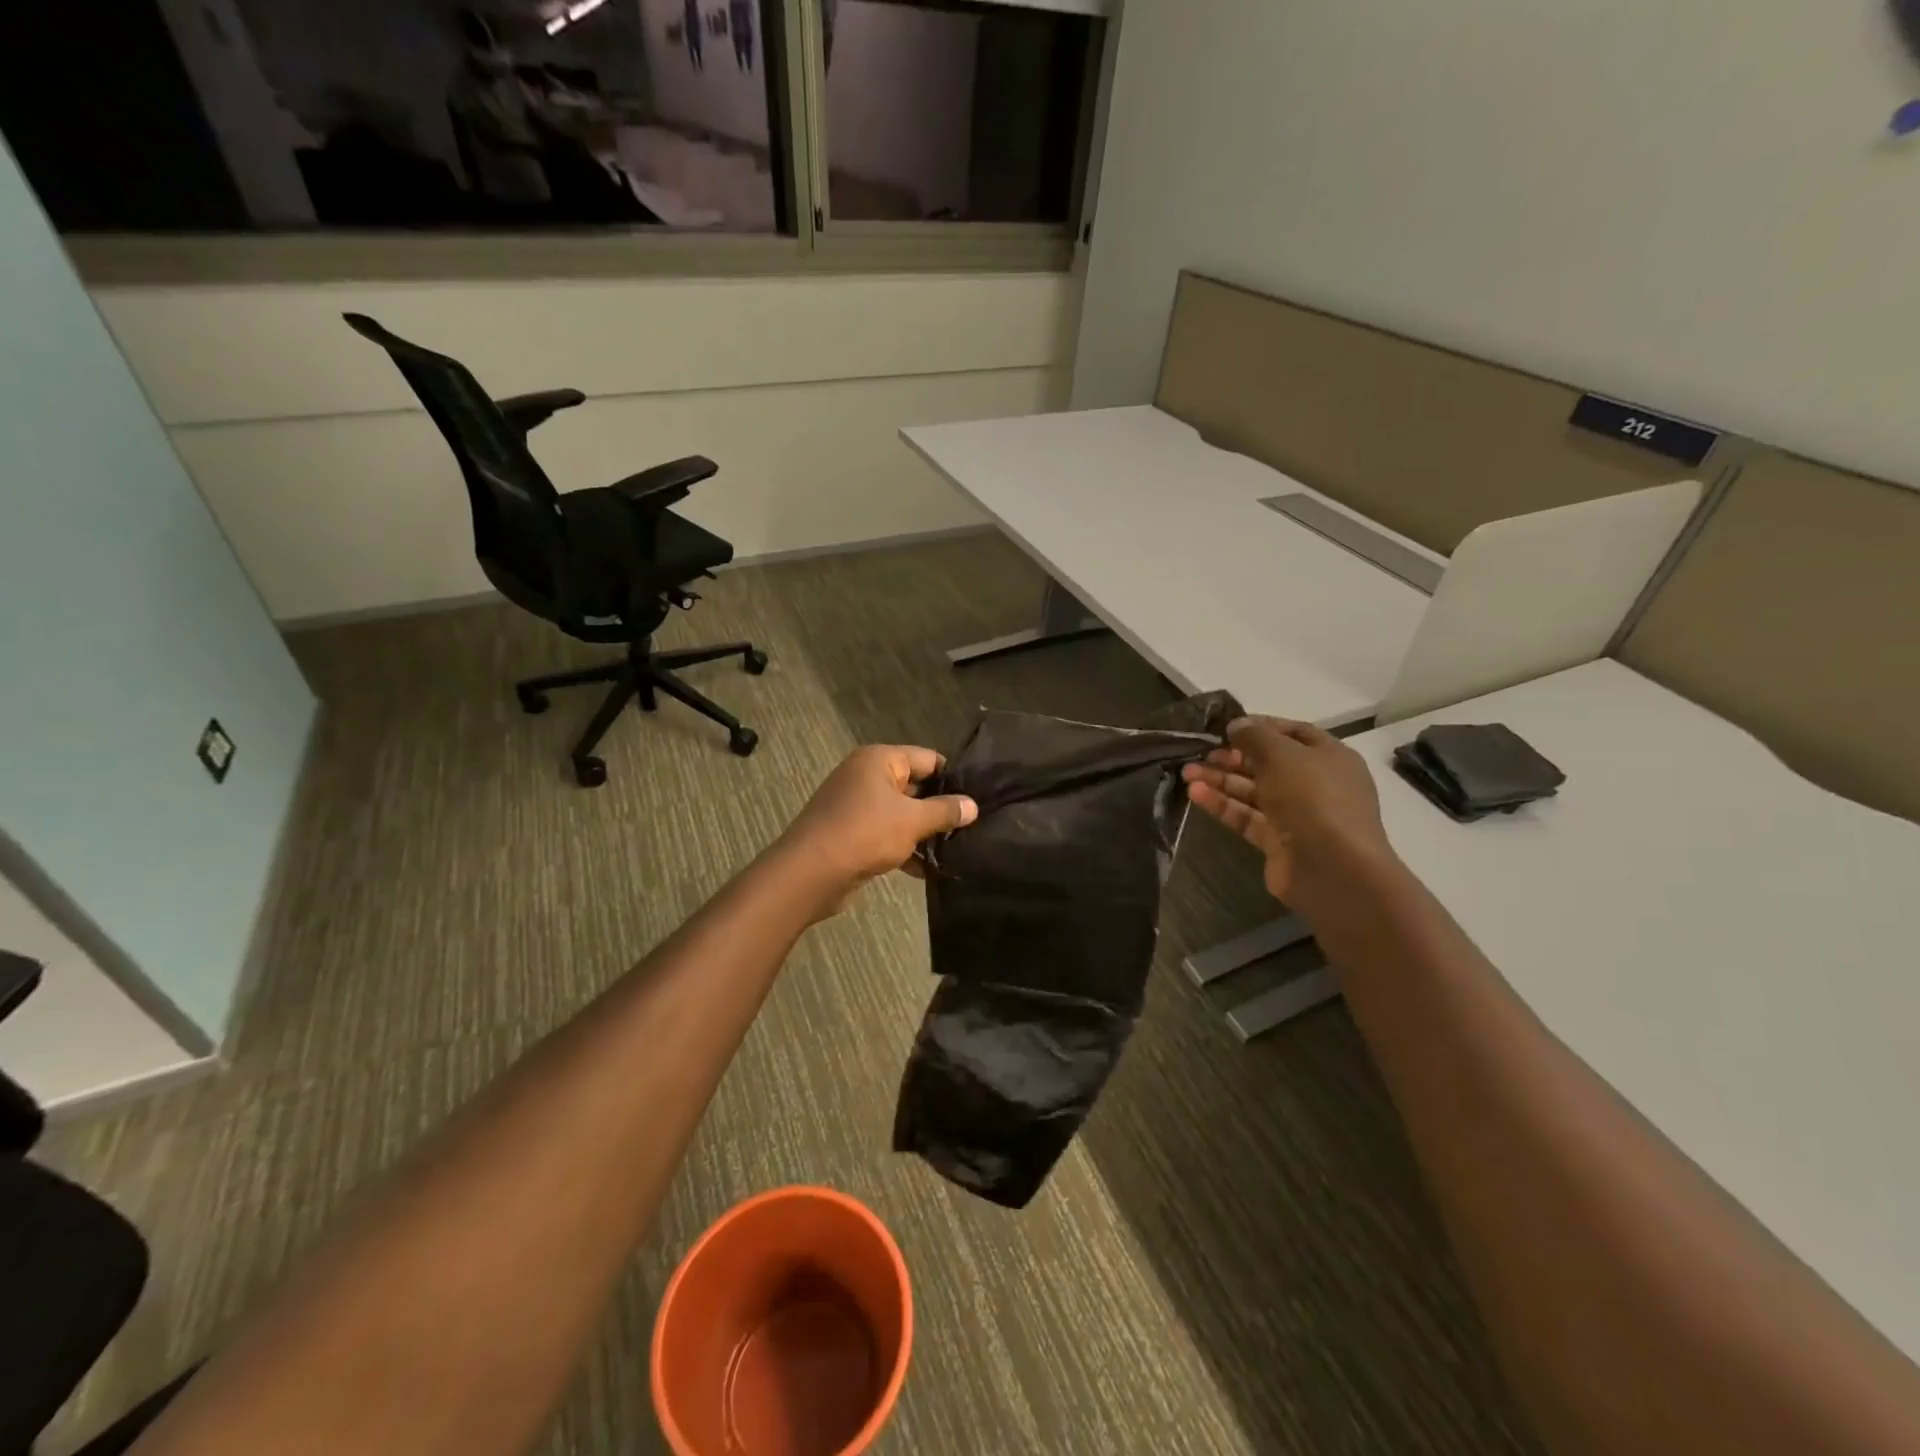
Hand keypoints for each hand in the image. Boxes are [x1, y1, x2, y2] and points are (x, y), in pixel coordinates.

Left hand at [778, 746, 977, 909]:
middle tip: (972, 827)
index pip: (928, 759)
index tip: (978, 798)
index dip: (953, 777)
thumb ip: (945, 811)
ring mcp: (856, 804)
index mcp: (879, 760)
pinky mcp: (851, 832)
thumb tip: (973, 805)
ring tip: (957, 850)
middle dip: (940, 807)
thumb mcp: (912, 820)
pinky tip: (928, 870)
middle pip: (914, 786)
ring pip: (901, 813)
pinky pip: (886, 834)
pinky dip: (905, 848)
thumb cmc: (864, 834)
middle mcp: (866, 776)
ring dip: (924, 832)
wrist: (809, 873)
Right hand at [1183, 717, 1395, 908]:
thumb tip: (1236, 725)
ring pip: (1253, 791)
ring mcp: (1297, 814)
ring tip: (1187, 773)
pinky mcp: (1278, 841)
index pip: (1292, 732)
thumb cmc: (1312, 798)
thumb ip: (1254, 736)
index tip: (1226, 727)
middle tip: (1201, 752)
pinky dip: (1223, 805)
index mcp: (1329, 756)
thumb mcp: (1281, 754)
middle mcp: (1315, 783)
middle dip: (1232, 756)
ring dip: (1221, 780)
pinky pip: (1247, 817)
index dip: (1260, 727)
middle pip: (1268, 763)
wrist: (1332, 868)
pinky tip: (1195, 795)